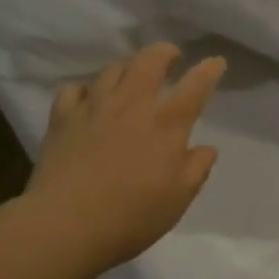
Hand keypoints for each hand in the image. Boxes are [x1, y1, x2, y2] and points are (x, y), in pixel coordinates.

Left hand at [23, 44, 226, 273]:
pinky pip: (74, 89)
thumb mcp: (178, 199)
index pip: (196, 86)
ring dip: (128, 68)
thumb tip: (207, 148)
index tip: (216, 62)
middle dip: (165, 52)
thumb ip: (197, 169)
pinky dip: (85, 90)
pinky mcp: (63, 118)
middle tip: (171, 59)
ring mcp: (94, 107)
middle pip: (150, 60)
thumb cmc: (131, 216)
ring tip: (132, 79)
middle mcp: (132, 105)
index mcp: (166, 124)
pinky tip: (88, 101)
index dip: (209, 70)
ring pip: (113, 69)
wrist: (64, 226)